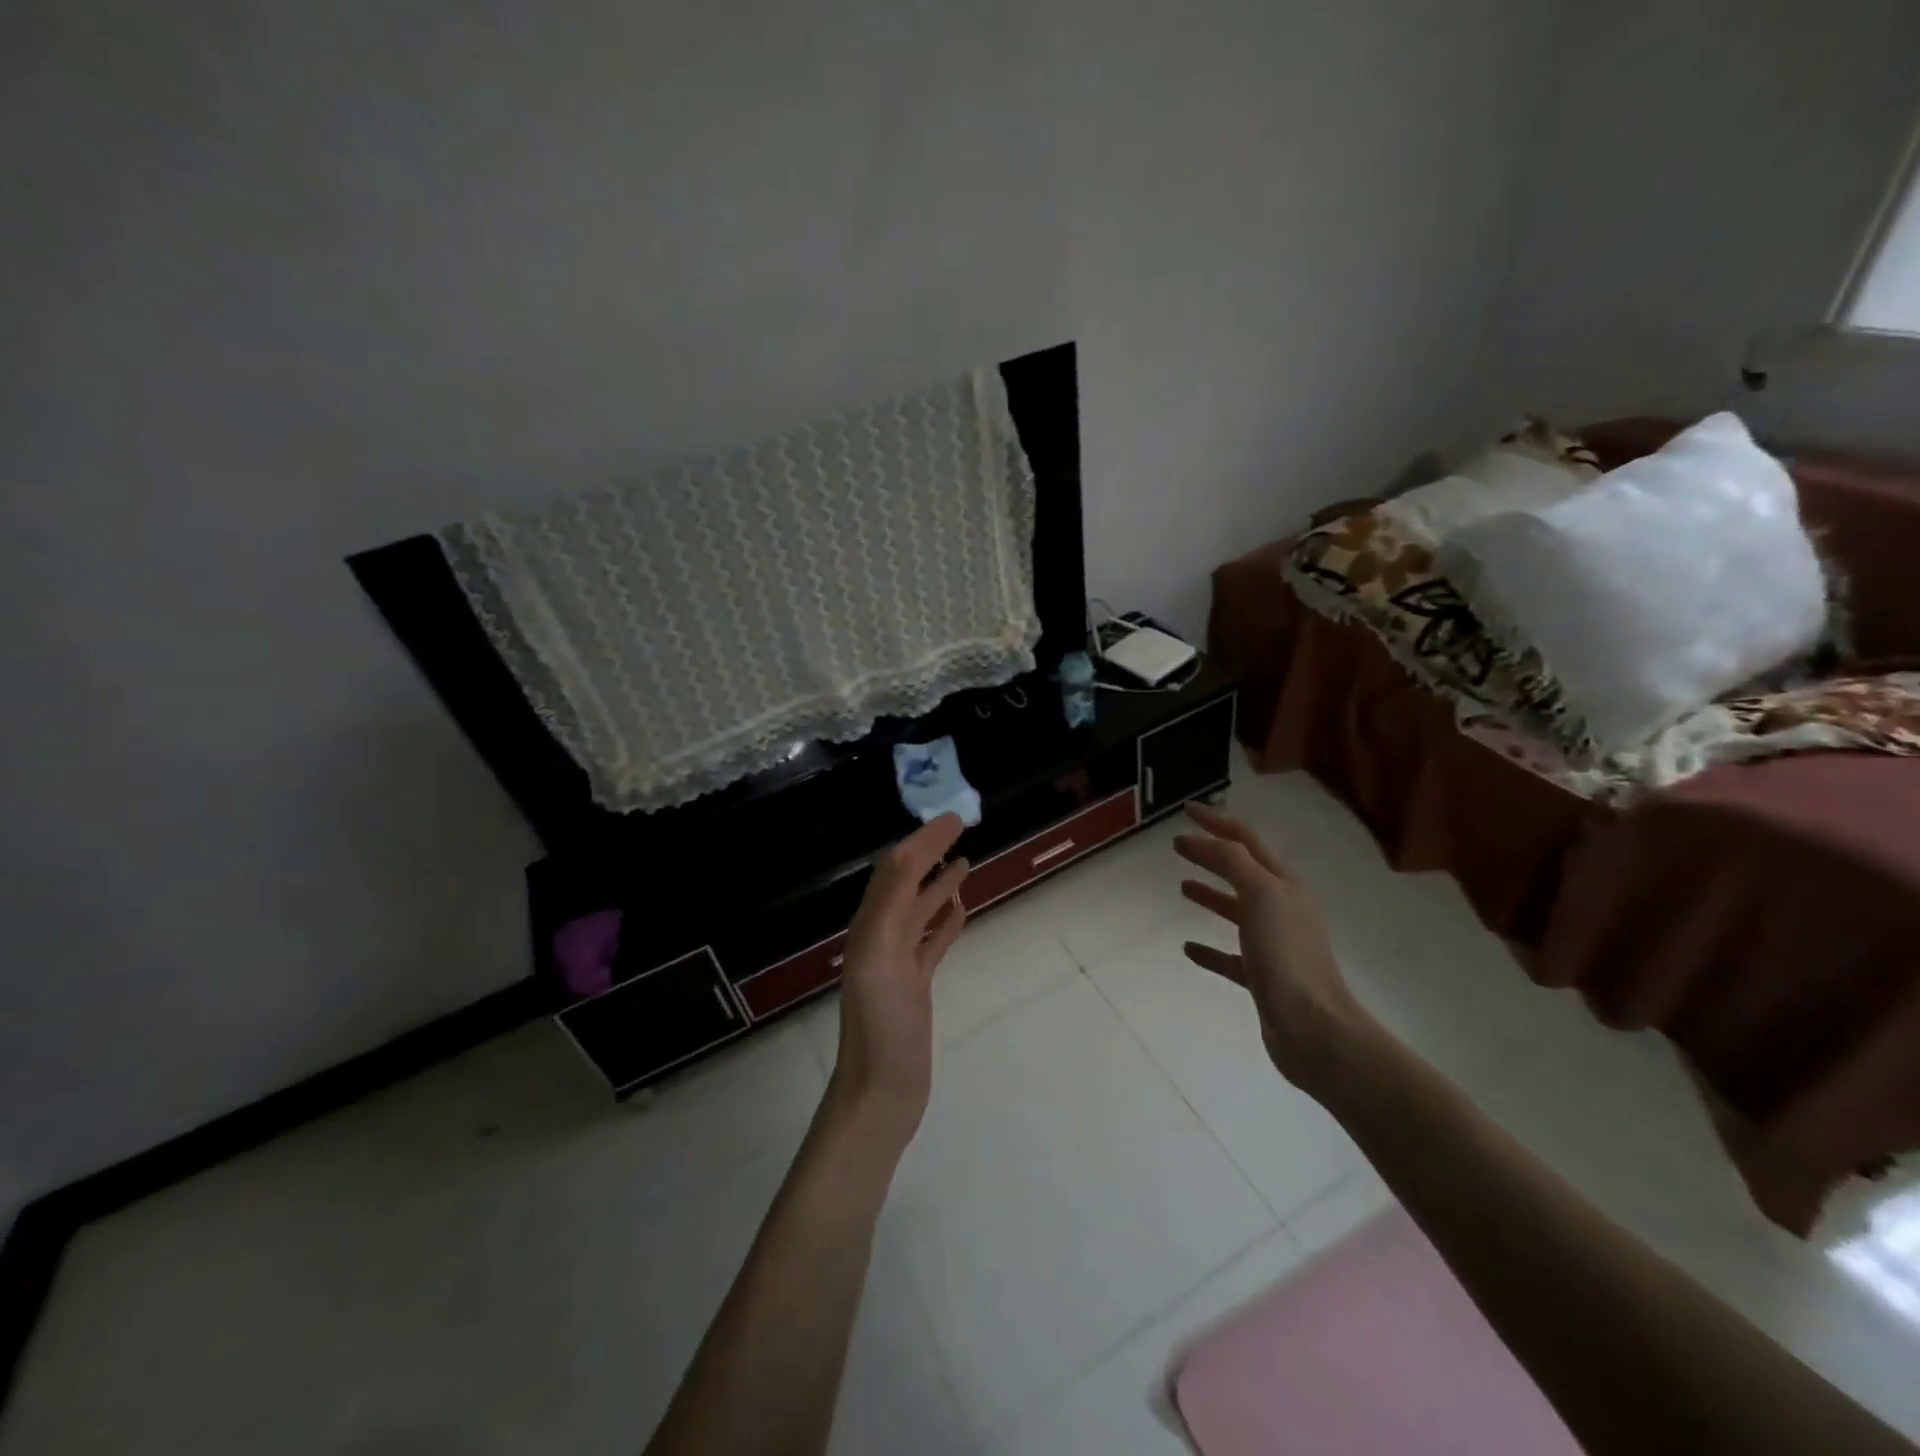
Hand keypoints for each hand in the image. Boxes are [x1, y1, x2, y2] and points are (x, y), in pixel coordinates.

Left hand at [830, 813, 969, 1141]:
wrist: (881, 1092)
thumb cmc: (880, 1026)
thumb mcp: (879, 958)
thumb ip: (891, 906)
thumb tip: (908, 855)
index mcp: (870, 925)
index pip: (896, 868)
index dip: (922, 840)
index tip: (953, 817)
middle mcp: (881, 935)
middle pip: (907, 882)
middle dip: (929, 852)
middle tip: (961, 827)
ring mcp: (899, 961)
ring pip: (921, 910)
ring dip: (940, 883)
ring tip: (964, 862)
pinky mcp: (915, 984)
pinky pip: (931, 942)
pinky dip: (945, 921)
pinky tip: (960, 911)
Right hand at [1173, 803, 1372, 1095]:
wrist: (1314, 1029)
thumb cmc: (1287, 956)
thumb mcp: (1260, 895)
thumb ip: (1232, 862)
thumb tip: (1202, 840)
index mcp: (1285, 885)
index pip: (1246, 841)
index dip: (1217, 822)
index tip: (1186, 810)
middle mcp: (1282, 909)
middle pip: (1242, 872)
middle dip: (1212, 854)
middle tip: (1178, 845)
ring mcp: (1273, 945)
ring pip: (1237, 911)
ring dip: (1211, 895)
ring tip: (1182, 887)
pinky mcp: (1262, 978)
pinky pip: (1230, 955)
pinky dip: (1209, 948)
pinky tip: (1187, 948)